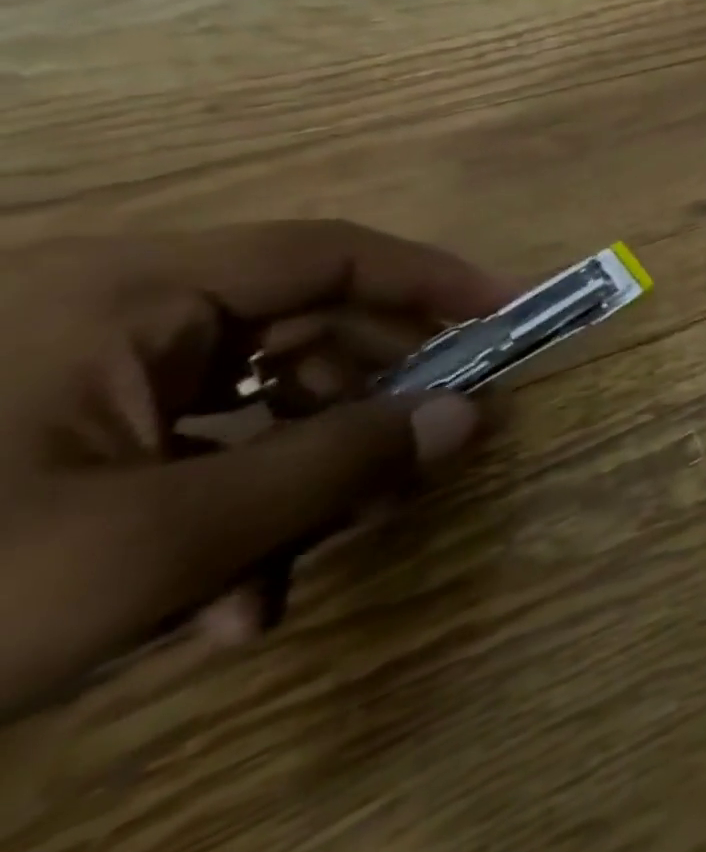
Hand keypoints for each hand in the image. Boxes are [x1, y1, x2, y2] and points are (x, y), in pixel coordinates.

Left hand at [0, 221, 514, 716]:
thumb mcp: (153, 545)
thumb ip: (334, 468)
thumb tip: (469, 417)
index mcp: (128, 294)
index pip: (333, 253)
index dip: (436, 279)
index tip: (512, 313)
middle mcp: (110, 310)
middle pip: (301, 331)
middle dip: (368, 404)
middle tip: (426, 460)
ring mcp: (68, 373)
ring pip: (247, 401)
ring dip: (297, 480)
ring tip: (304, 568)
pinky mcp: (43, 432)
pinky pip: (184, 447)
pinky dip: (227, 509)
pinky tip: (224, 598)